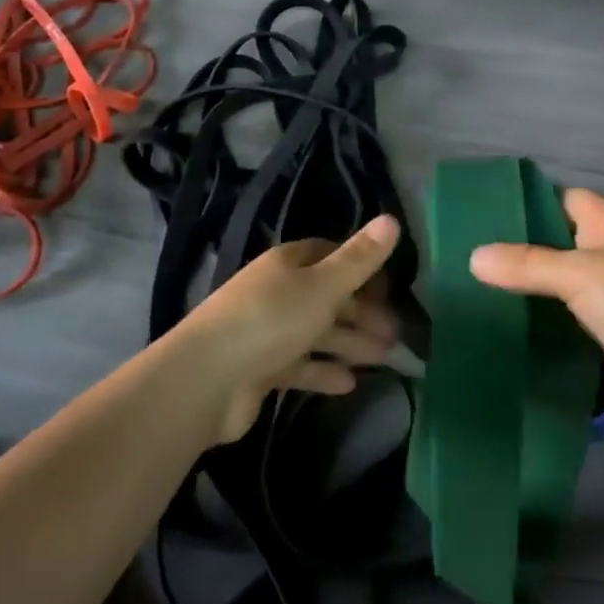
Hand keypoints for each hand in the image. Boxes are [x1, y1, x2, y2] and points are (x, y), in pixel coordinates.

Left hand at [176, 215, 402, 443]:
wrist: (207, 380)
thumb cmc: (270, 320)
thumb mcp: (323, 286)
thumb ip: (359, 259)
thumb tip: (393, 219)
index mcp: (287, 264)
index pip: (328, 254)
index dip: (359, 267)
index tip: (389, 288)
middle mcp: (276, 291)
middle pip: (326, 296)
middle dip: (361, 313)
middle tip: (396, 334)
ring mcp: (266, 331)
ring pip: (316, 332)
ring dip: (349, 343)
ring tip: (384, 358)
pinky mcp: (259, 369)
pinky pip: (299, 365)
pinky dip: (323, 371)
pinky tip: (349, 384)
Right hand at [470, 188, 603, 432]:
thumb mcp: (579, 275)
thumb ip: (526, 264)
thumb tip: (473, 256)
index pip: (557, 199)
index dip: (524, 204)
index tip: (479, 216)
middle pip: (555, 240)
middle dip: (517, 248)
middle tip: (466, 254)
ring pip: (559, 280)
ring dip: (527, 286)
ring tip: (474, 287)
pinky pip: (567, 314)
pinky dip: (542, 316)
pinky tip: (506, 321)